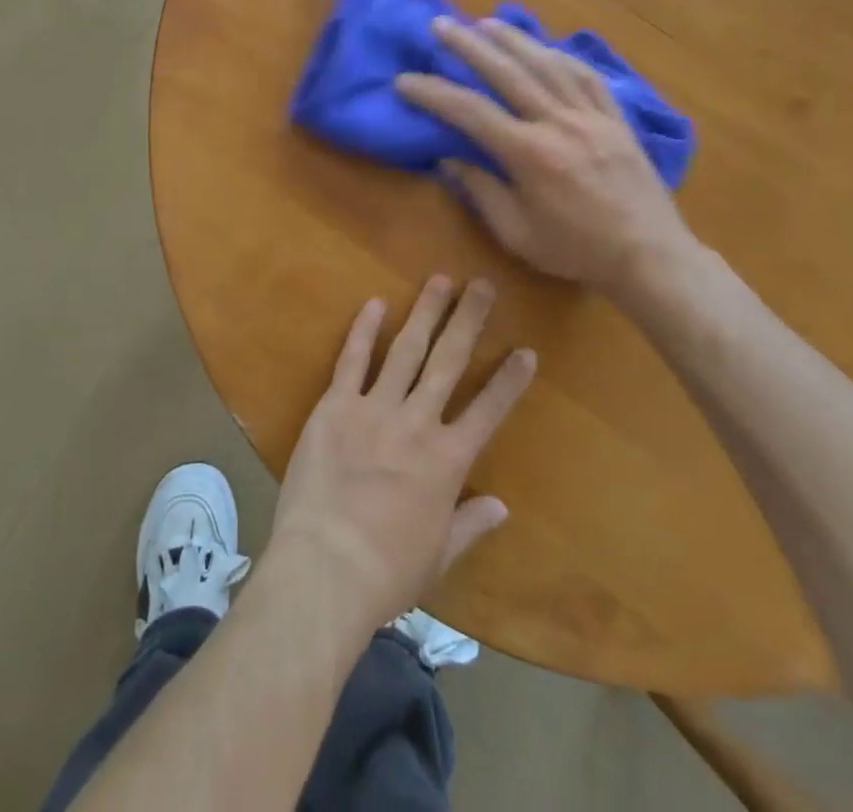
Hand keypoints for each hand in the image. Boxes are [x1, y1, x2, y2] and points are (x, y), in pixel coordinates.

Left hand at [268, 277, 535, 635]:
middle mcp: (417, 423)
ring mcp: (375, 409)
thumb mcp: (438, 555)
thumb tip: (502, 506)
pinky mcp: (335, 406)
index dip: (509, 380)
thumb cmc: (386, 572)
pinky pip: (352, 361)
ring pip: (406, 350)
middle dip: (468, 320)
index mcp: (447, 461)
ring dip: (425, 312)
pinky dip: (364, 330)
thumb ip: (471, 525)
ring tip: (440, 279)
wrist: (326, 568)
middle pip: (449, 362)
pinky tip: (375, 302)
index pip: (489, 411)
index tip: (526, 350)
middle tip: (482, 284)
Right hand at [395, 17, 697, 295]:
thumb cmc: (577, 251)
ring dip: (513, 39)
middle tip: (440, 24)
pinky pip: (587, 76)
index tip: (404, 80)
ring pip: (547, 64)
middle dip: (469, 45)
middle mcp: (559, 123)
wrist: (649, 255)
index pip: (470, 112)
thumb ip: (482, 191)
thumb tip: (448, 159)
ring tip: (485, 22)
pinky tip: (545, 47)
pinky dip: (562, 56)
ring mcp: (592, 116)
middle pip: (507, 72)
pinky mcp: (616, 118)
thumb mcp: (517, 233)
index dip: (433, 93)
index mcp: (530, 154)